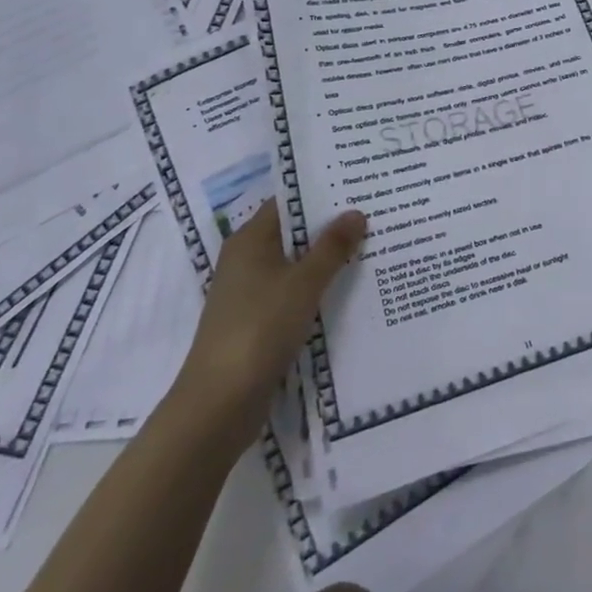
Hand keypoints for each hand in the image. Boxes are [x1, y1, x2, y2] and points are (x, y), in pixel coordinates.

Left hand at [170, 199, 366, 431]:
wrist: (219, 404)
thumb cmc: (259, 328)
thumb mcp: (303, 283)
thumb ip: (332, 247)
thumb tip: (355, 212)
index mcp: (249, 240)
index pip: (287, 203)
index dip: (320, 193)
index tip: (356, 186)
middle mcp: (246, 260)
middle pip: (292, 233)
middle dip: (330, 227)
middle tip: (373, 214)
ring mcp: (250, 294)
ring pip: (295, 266)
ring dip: (326, 260)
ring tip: (370, 247)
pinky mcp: (257, 323)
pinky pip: (293, 294)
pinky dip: (316, 289)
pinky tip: (348, 291)